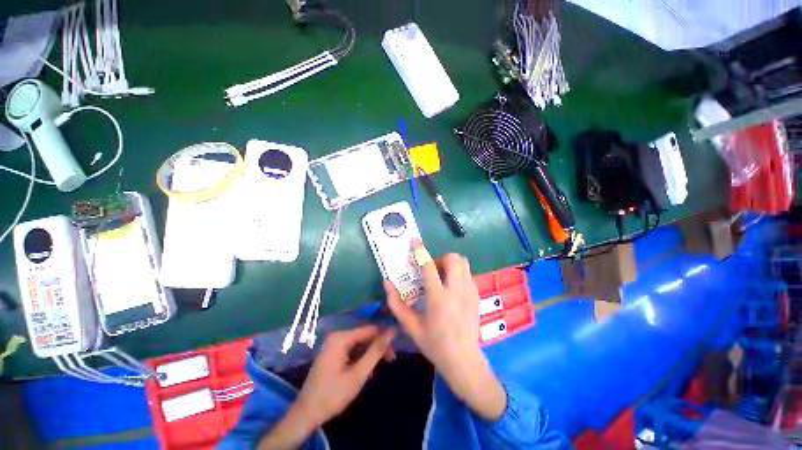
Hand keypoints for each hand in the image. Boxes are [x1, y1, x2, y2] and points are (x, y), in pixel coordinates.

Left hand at [258, 326, 394, 448]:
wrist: (306, 414)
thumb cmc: (333, 394)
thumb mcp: (358, 374)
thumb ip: (376, 351)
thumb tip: (392, 331)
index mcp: (341, 338)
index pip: (370, 330)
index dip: (384, 339)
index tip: (394, 353)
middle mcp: (337, 336)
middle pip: (364, 336)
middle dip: (377, 348)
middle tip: (389, 362)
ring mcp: (333, 344)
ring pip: (359, 344)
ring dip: (369, 355)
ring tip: (376, 371)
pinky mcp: (332, 353)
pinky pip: (351, 350)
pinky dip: (360, 359)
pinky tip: (365, 372)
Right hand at [386, 241, 505, 420]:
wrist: (463, 359)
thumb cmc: (434, 343)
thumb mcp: (411, 326)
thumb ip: (396, 303)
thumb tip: (386, 282)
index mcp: (438, 298)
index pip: (429, 266)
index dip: (420, 250)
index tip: (415, 241)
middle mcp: (457, 290)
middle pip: (453, 258)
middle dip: (440, 258)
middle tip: (432, 270)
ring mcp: (470, 291)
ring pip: (463, 262)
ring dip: (450, 264)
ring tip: (441, 278)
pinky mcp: (476, 294)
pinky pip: (467, 273)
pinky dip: (458, 273)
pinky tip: (451, 288)